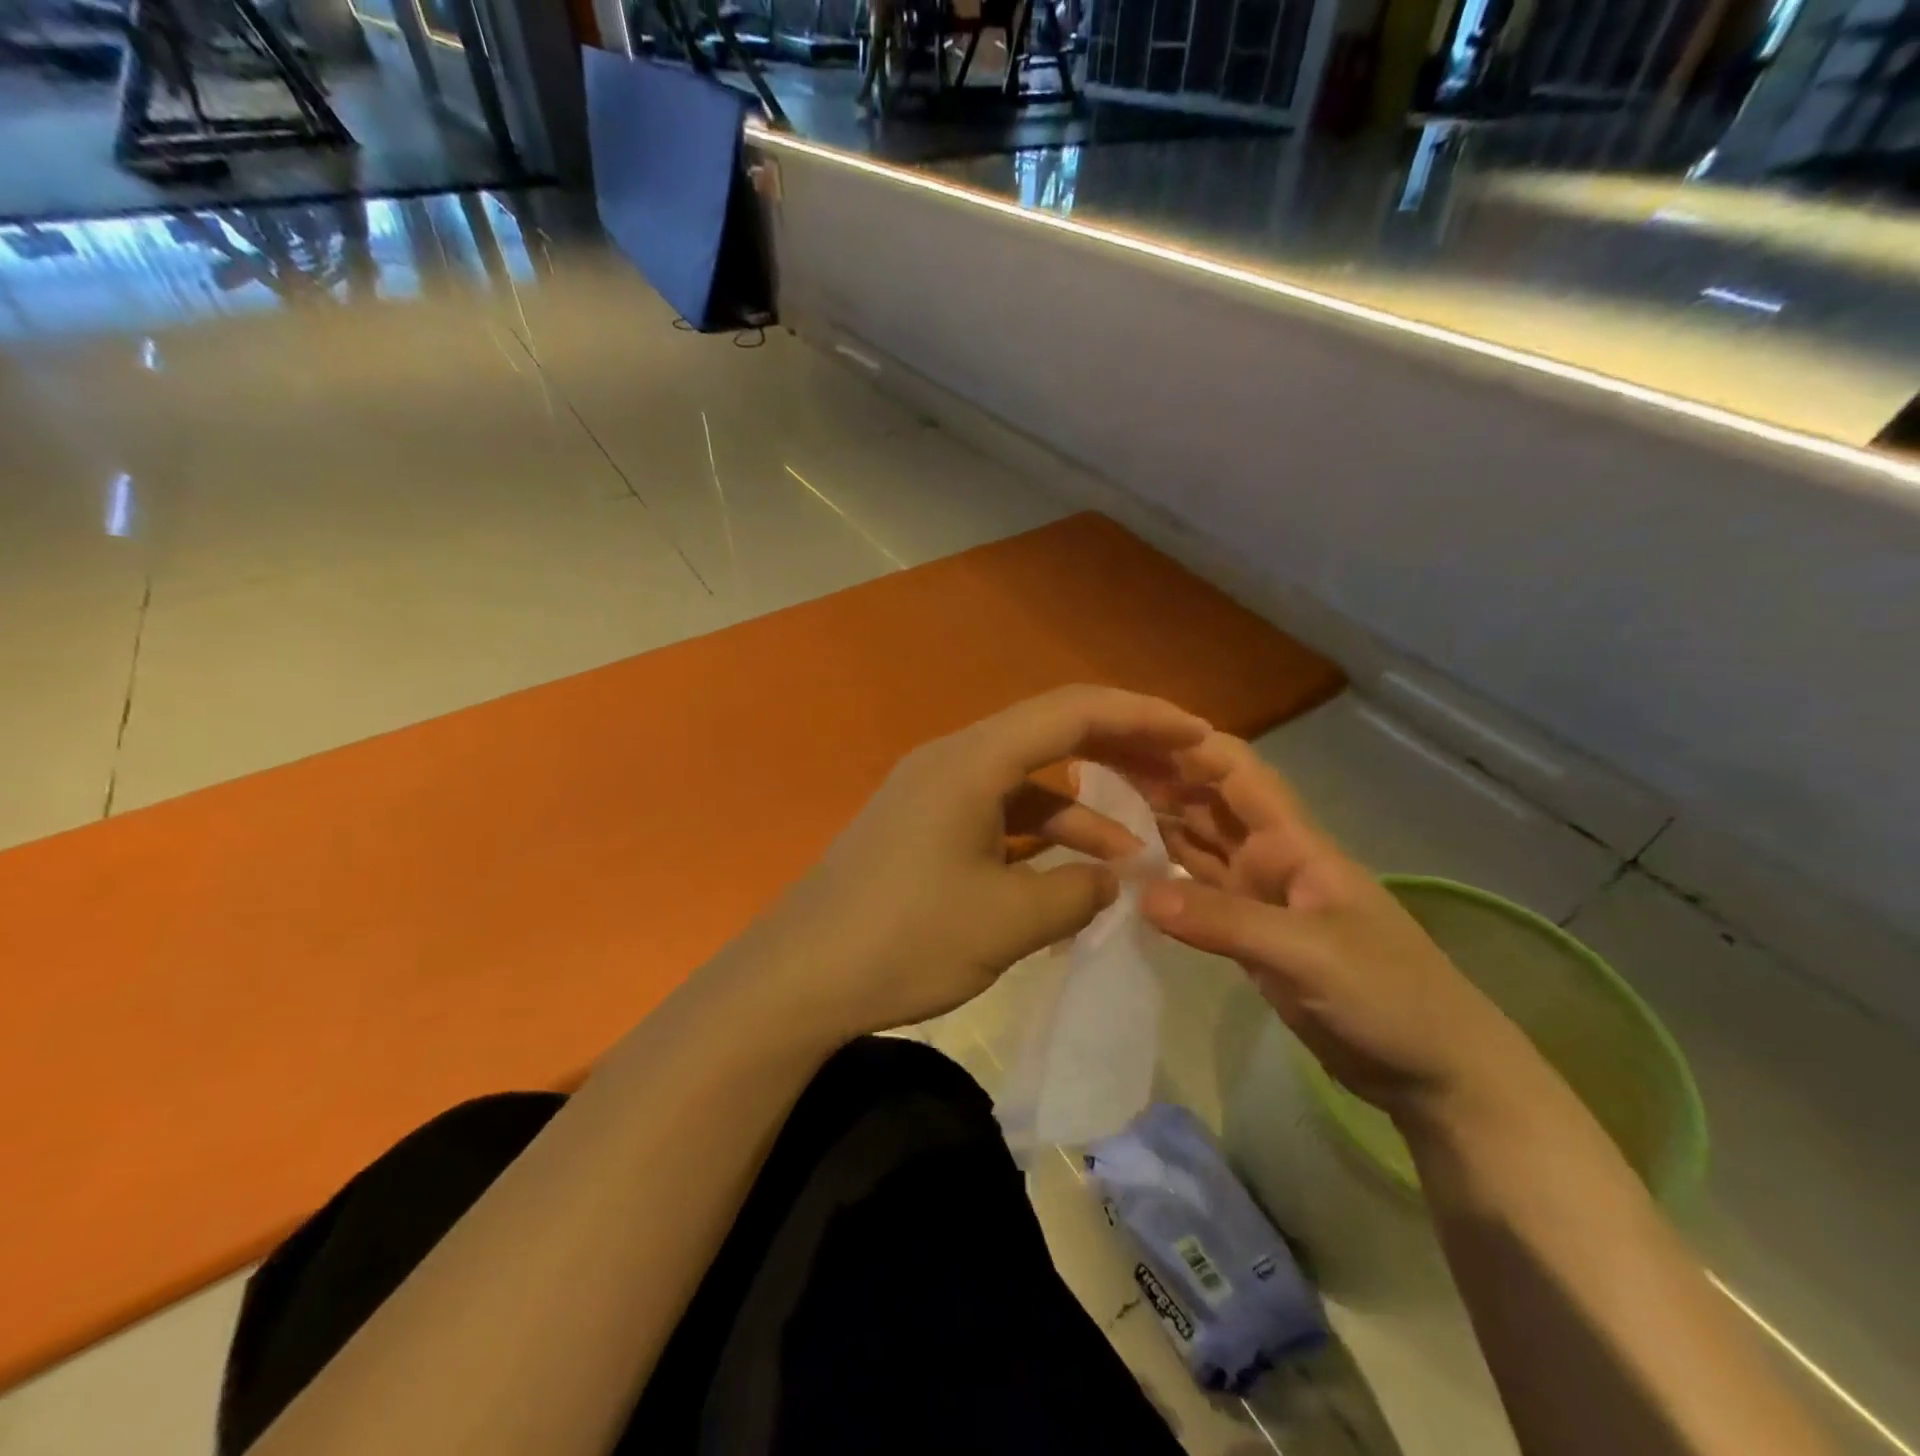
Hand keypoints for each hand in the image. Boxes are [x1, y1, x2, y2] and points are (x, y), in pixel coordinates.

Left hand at [747, 687, 1211, 1041]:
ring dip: (1083, 808)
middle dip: (1121, 752)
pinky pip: (999, 815)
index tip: (1198, 735)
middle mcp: (953, 760)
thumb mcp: (1006, 921)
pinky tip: (1074, 872)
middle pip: (1051, 734)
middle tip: (1181, 773)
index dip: (1142, 717)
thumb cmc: (902, 940)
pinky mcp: (924, 828)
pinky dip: (1042, 836)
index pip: (1072, 712)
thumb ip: (1076, 892)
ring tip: (1139, 848)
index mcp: (972, 761)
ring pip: (1027, 782)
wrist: (797, 979)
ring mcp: (935, 794)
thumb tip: (1114, 877)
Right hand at [1136, 732, 1536, 1125]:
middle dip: (1159, 779)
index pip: (1236, 773)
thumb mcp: (1311, 953)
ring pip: (1197, 845)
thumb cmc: (1390, 995)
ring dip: (1155, 823)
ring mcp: (1257, 897)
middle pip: (1208, 803)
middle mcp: (1268, 857)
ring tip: (1097, 807)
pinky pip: (1196, 893)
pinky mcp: (1248, 935)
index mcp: (1292, 842)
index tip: (1129, 733)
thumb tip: (1141, 893)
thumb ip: (1228, 922)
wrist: (1433, 1071)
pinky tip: (1127, 872)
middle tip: (1091, 767)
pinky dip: (1164, 879)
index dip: (1189, 746)